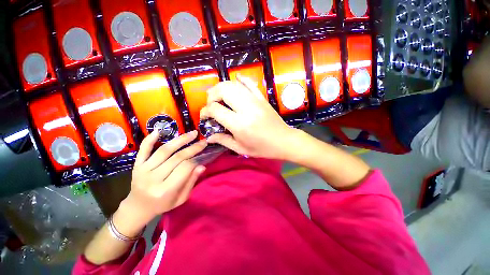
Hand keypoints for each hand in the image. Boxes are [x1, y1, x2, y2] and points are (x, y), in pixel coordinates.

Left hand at [115, 130, 206, 235]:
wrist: (138, 207)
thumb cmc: (162, 204)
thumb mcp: (181, 198)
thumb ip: (191, 182)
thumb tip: (202, 165)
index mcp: (165, 190)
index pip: (185, 168)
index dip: (196, 159)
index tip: (203, 152)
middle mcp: (153, 178)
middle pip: (177, 157)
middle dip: (193, 147)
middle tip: (203, 141)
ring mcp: (143, 170)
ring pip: (164, 150)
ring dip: (180, 140)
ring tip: (192, 133)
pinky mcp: (137, 165)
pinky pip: (143, 150)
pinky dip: (150, 139)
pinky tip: (159, 131)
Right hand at [200, 75, 299, 159]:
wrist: (284, 141)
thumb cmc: (262, 148)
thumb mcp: (241, 149)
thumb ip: (223, 140)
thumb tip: (208, 136)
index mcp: (239, 124)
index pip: (215, 109)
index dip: (205, 112)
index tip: (204, 117)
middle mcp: (246, 108)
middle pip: (223, 90)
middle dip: (211, 95)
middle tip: (211, 105)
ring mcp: (255, 100)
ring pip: (234, 84)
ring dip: (222, 87)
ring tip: (218, 96)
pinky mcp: (262, 98)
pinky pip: (250, 83)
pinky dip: (241, 79)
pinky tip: (236, 79)